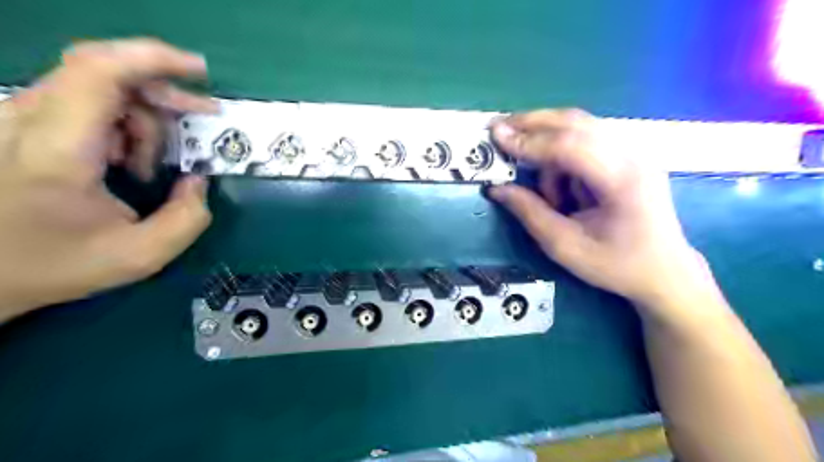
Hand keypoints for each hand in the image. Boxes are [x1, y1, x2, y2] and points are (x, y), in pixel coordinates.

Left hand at [0, 38, 213, 320]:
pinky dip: (123, 125)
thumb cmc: (53, 264)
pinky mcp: (21, 123)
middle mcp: (28, 120)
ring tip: (151, 166)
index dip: (154, 57)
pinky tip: (128, 160)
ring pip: (101, 89)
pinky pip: (86, 103)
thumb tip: (198, 179)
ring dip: (144, 120)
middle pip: (108, 74)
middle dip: (163, 95)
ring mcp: (18, 118)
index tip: (200, 70)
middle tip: (200, 117)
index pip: (100, 71)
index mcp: (57, 151)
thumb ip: (187, 219)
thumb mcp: (140, 255)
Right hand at [488, 110, 715, 315]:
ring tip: (543, 189)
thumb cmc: (615, 265)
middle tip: (500, 129)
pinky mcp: (629, 157)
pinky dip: (563, 156)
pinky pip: (587, 142)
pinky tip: (562, 187)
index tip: (495, 136)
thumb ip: (529, 213)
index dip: (529, 140)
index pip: (569, 145)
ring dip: (549, 147)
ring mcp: (634, 152)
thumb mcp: (564, 246)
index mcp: (621, 179)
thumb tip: (497, 188)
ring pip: (579, 129)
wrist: (664, 272)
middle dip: (533, 124)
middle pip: (576, 122)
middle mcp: (632, 155)